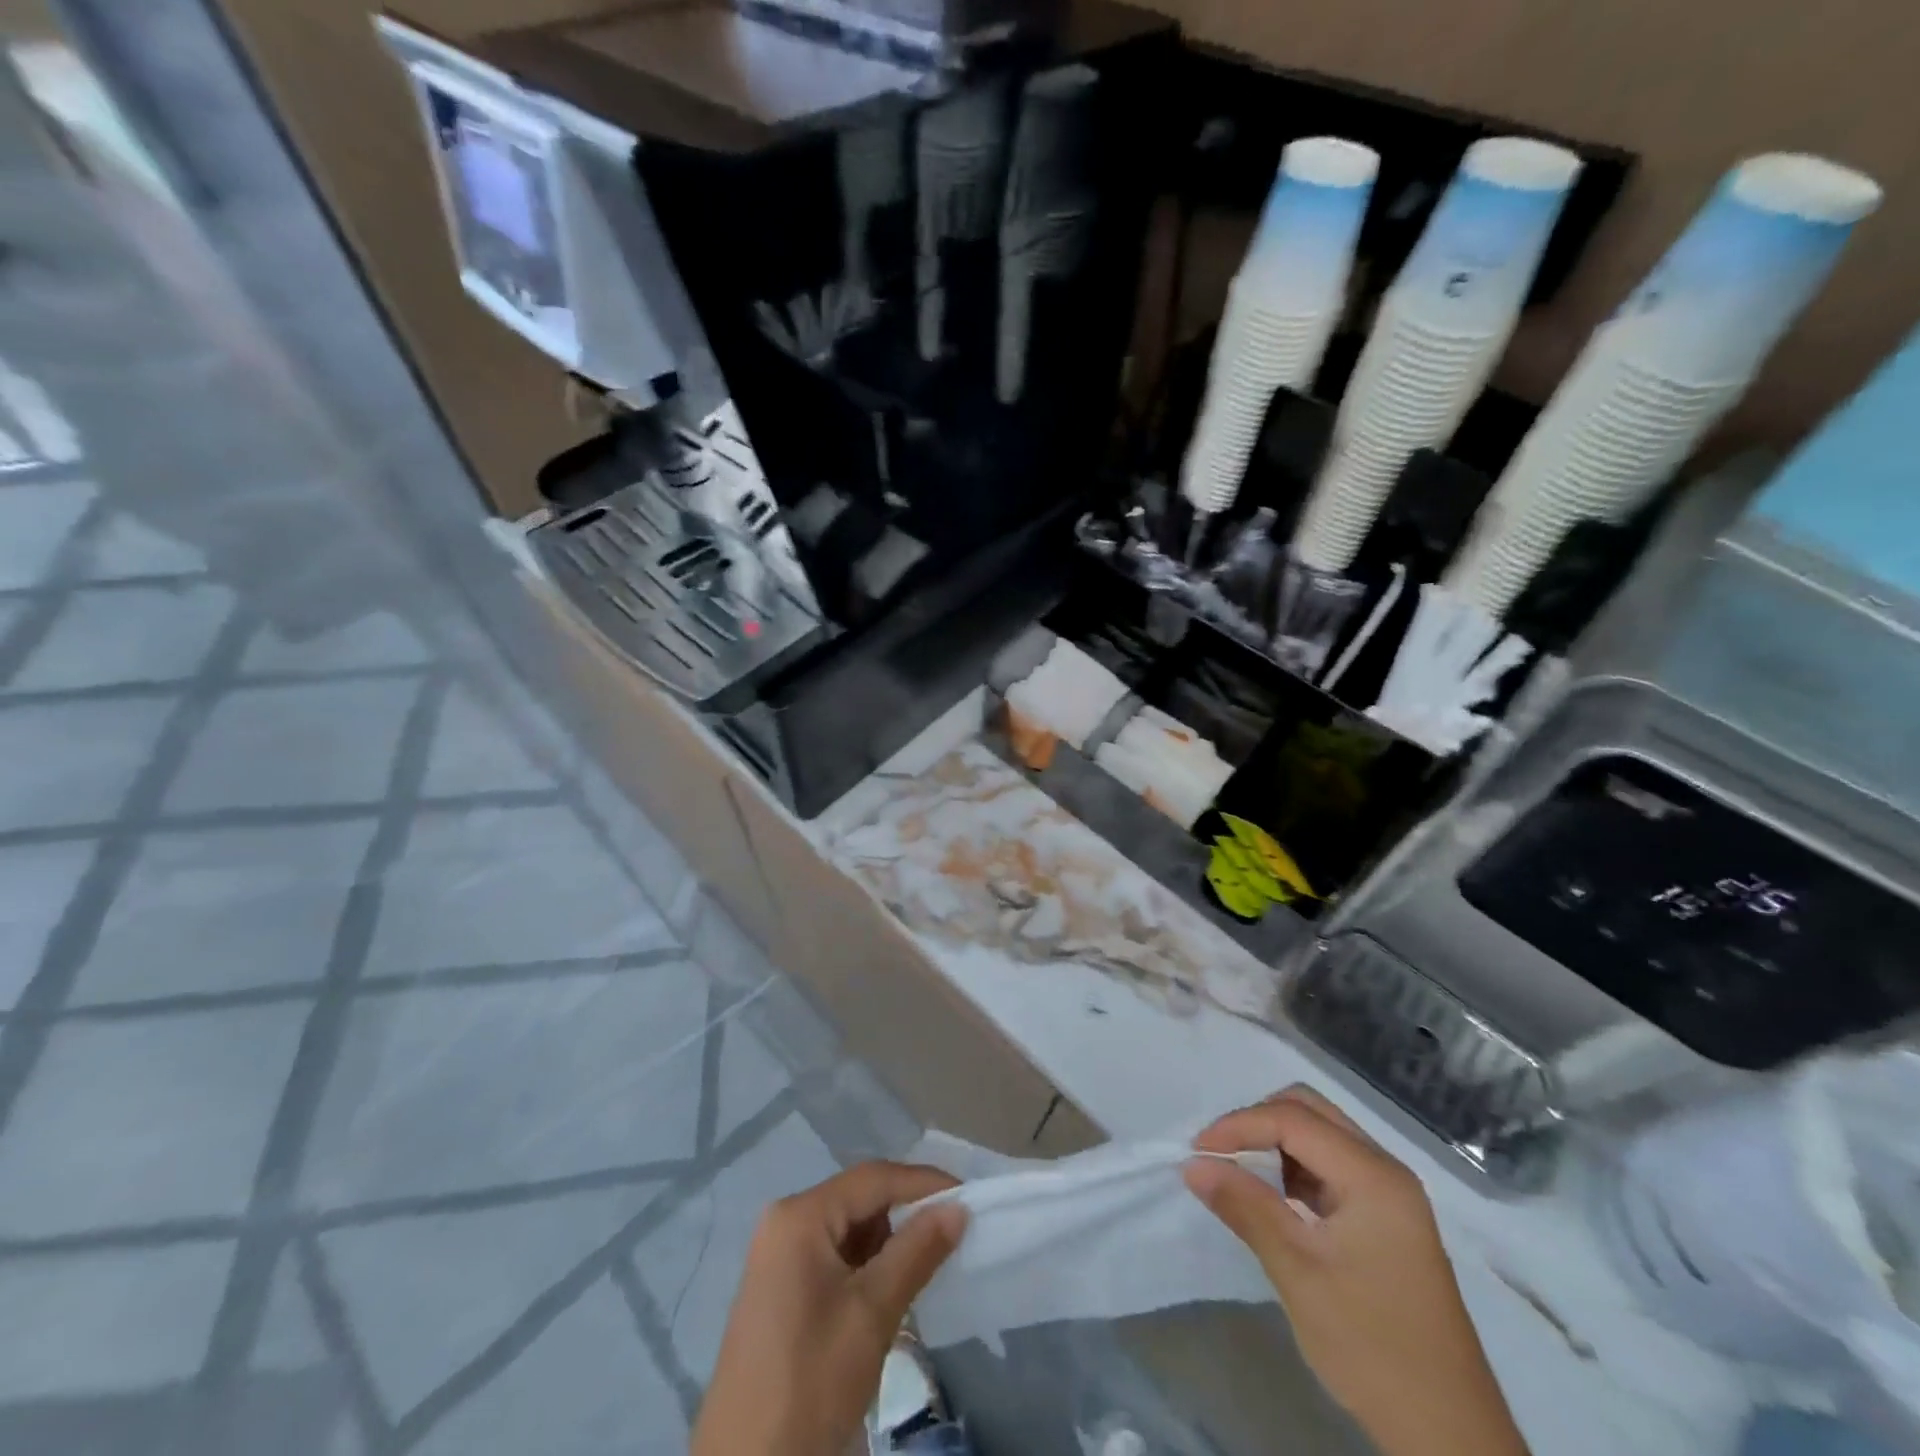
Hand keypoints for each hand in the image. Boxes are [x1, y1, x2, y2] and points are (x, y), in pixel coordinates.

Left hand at [691, 1161, 967, 1455]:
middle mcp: (785, 1221)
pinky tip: (889, 1290)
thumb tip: (958, 1207)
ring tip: (925, 1266)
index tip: (969, 1196)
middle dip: (906, 1213)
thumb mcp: (872, 1314)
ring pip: (849, 1228)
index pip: (873, 1178)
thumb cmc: (811, 1382)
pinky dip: (866, 1264)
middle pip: (860, 1199)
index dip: (923, 1183)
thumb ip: (917, 1251)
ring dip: (888, 1242)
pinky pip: (833, 1254)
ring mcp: (778, 1255)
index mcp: (800, 1215)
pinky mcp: (780, 1287)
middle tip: (952, 1233)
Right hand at [1184, 1087, 1526, 1455]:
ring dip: (1274, 1143)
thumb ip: (1246, 1207)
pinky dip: (1293, 1168)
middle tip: (1219, 1154)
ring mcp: (1389, 1194)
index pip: (1293, 1119)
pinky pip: (1330, 1165)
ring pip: (1319, 1134)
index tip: (1197, 1151)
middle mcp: (1385, 1170)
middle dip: (1257, 1122)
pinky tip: (1273, 1199)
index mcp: (1373, 1176)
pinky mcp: (1385, 1218)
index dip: (1239, 1125)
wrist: (1447, 1433)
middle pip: (1310, 1111)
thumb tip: (1193, 1164)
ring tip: (1239, 1176)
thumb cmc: (1371, 1346)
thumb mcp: (1298, 1273)